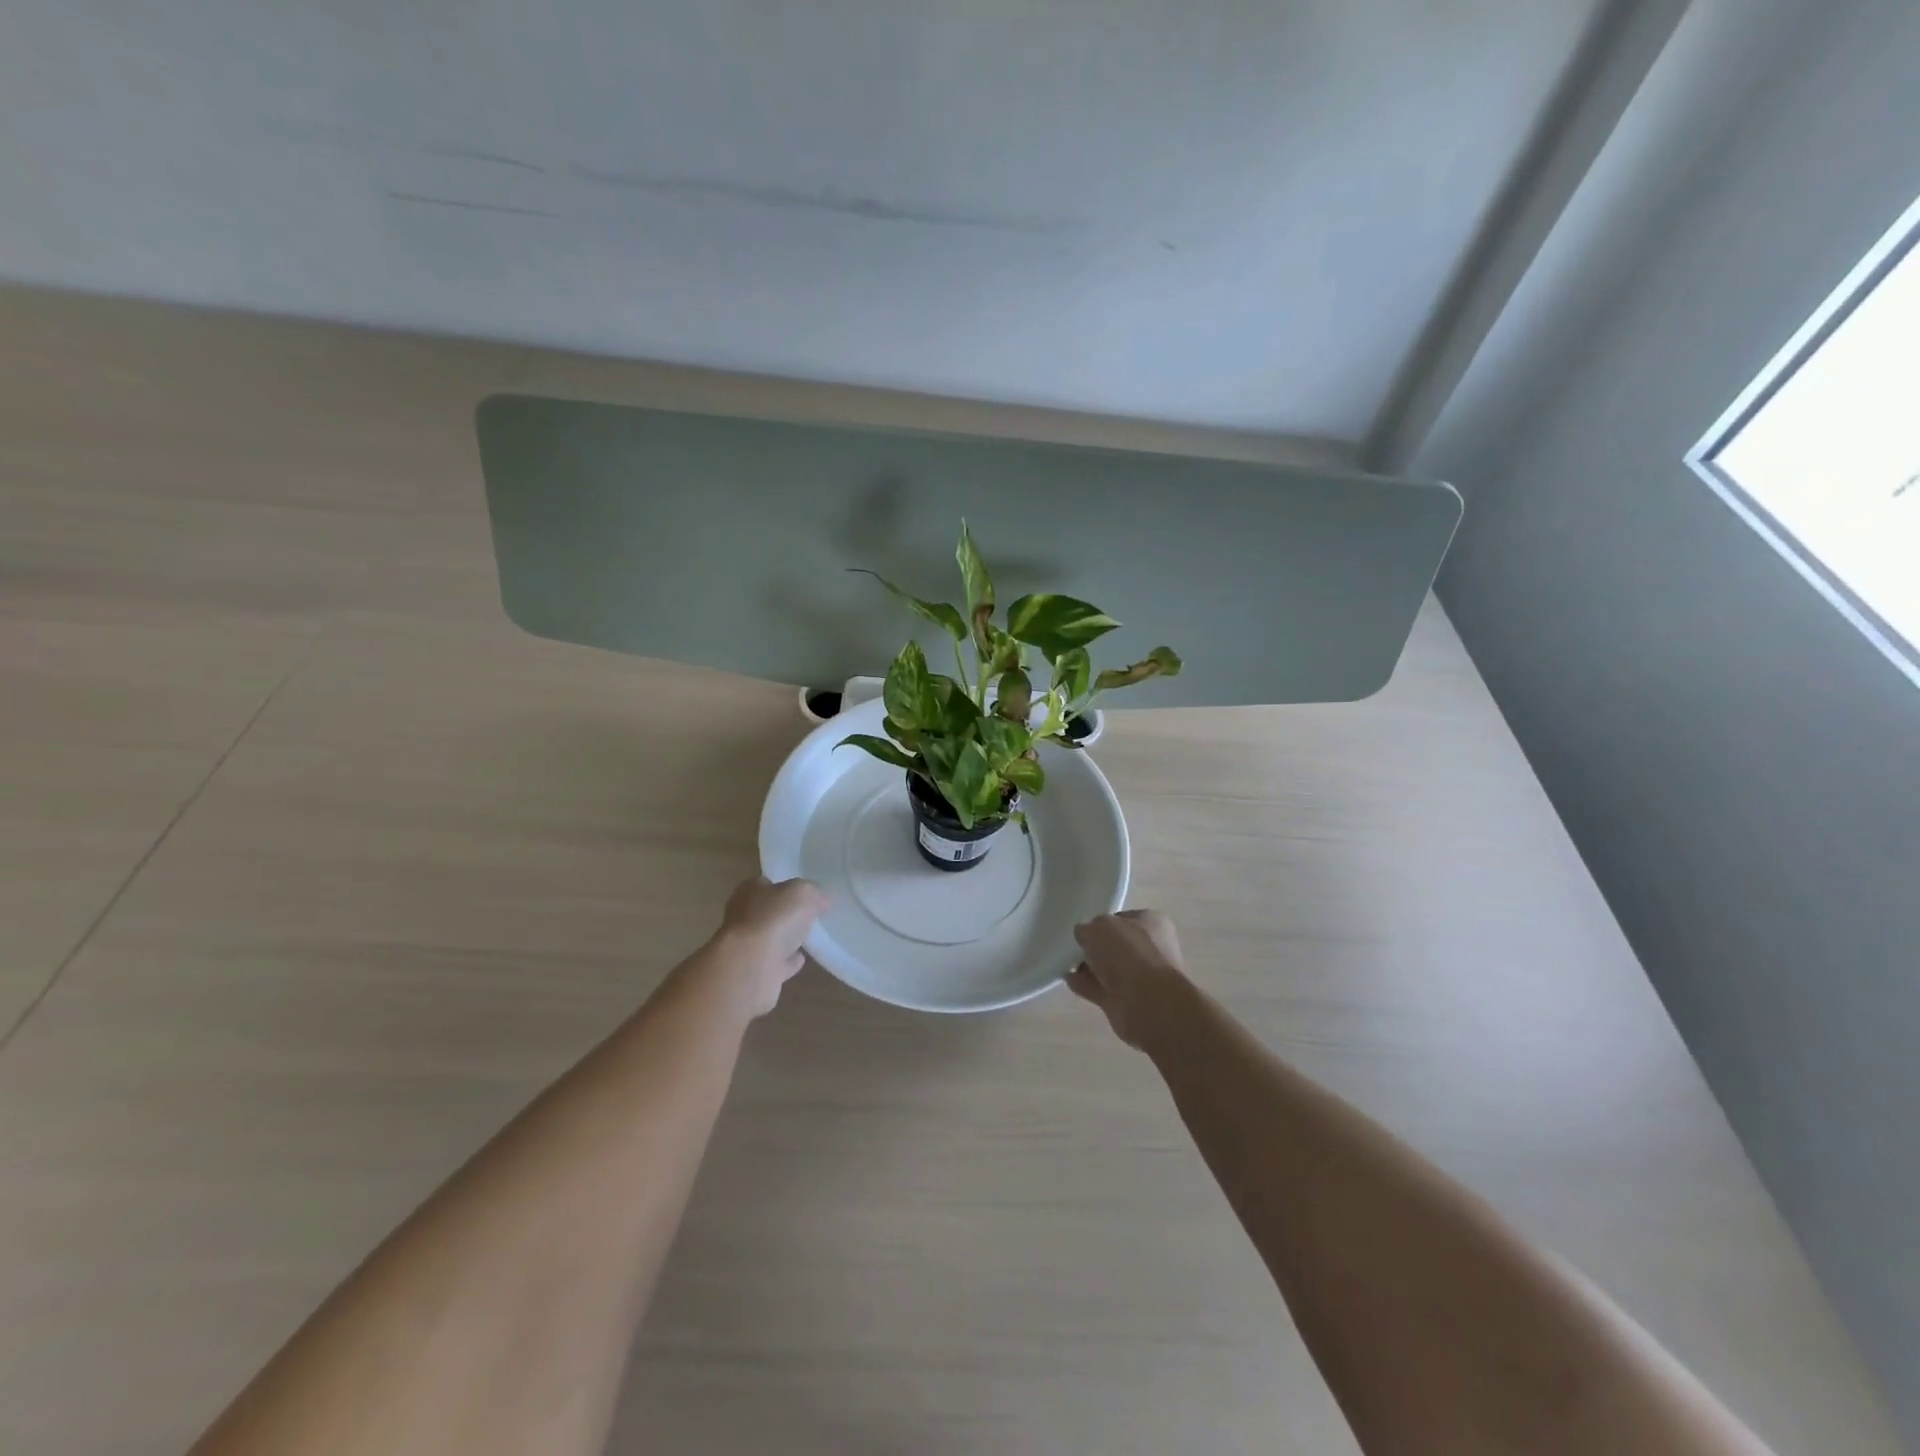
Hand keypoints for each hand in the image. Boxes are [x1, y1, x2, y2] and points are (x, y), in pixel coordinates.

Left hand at [708, 876, 828, 1017]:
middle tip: (808, 914)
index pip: (765, 884)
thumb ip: (813, 893)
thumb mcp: (802, 893)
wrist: (751, 967)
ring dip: (785, 938)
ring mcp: (747, 947)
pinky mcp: (755, 973)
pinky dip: (787, 961)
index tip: (805, 893)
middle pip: (766, 912)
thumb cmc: (773, 920)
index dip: (785, 886)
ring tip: (808, 937)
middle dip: (783, 913)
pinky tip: (801, 959)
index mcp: (749, 892)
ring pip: (770, 938)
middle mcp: (743, 917)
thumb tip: (823, 899)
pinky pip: (776, 963)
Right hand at [1068, 909, 1193, 1051]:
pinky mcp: (1129, 1002)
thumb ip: (1087, 928)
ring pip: (1111, 969)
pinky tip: (1070, 981)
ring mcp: (1142, 978)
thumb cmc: (1128, 954)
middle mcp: (1152, 949)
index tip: (1084, 929)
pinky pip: (1103, 989)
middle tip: (1075, 947)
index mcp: (1153, 923)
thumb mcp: (1098, 928)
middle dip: (1096, 948)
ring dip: (1090, 968)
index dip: (1102, 922)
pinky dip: (1087, 986)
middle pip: (1117, 946)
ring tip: (1067, 964)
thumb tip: (1084, 935)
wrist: (1146, 1002)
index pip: (1124, 919)